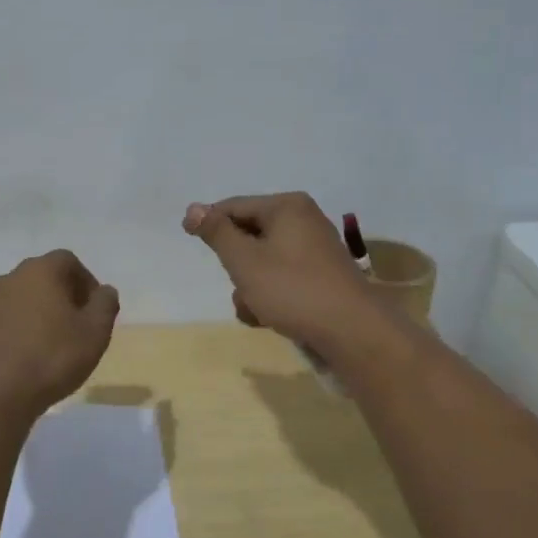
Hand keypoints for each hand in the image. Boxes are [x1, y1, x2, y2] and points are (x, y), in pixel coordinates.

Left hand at [0, 250, 119, 420]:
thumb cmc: (51, 358)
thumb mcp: (95, 333)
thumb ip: (105, 305)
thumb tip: (104, 291)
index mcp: (40, 272)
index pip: (68, 261)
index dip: (86, 281)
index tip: (94, 309)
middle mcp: (9, 279)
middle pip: (42, 278)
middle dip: (62, 297)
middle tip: (76, 327)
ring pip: (19, 301)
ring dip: (36, 315)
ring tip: (50, 346)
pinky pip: (1, 323)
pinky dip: (15, 333)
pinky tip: (24, 360)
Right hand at [182, 193, 378, 352]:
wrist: (351, 331)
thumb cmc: (292, 289)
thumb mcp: (244, 260)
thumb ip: (217, 233)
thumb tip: (193, 208)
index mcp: (287, 207)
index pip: (235, 206)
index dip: (209, 222)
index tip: (187, 237)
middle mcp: (304, 221)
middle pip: (250, 235)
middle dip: (235, 265)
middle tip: (236, 284)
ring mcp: (315, 250)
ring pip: (264, 262)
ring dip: (250, 287)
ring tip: (253, 309)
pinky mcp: (321, 277)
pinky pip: (283, 278)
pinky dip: (271, 296)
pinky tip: (268, 318)